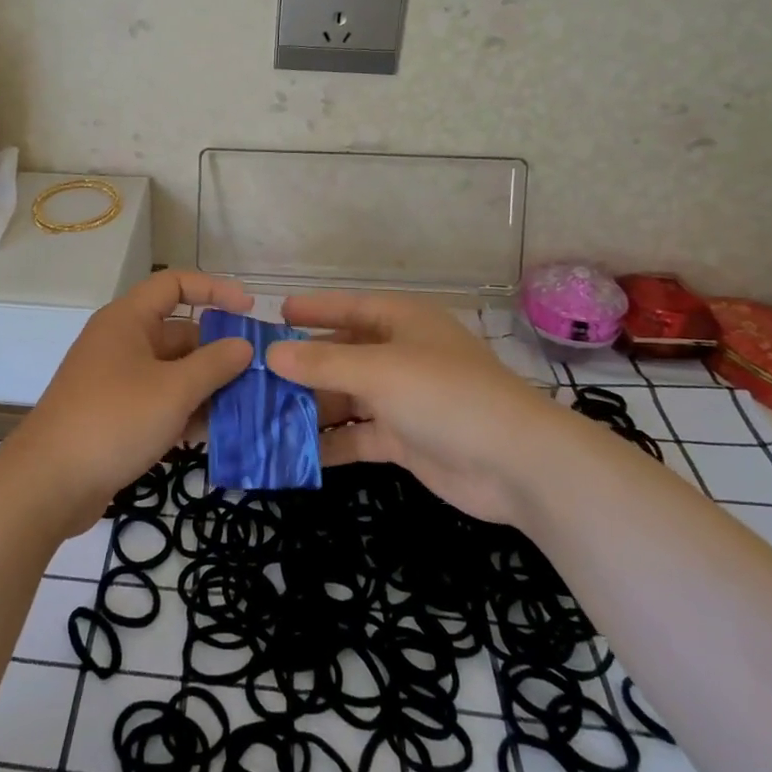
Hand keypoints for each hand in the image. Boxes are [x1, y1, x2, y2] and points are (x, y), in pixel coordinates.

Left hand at [7, 270, 254, 533]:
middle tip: (259, 374)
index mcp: (128, 320)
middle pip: (179, 333)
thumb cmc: (114, 420)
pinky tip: (213, 434)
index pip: (174, 285)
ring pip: (172, 371)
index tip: (250, 310)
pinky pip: (159, 400)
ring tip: (247, 408)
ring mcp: (116, 379)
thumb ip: (214, 364)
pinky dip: (185, 411)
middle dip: (218, 352)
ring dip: (206, 387)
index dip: (214, 289)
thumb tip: (244, 346)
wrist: (50, 482)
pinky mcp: (115, 414)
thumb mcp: (173, 390)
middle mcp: (121, 342)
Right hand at [266, 290, 577, 524]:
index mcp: (401, 322)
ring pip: (345, 396)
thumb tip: (271, 353)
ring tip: (261, 416)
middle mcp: (400, 354)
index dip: (312, 310)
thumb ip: (322, 364)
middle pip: (341, 354)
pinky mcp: (405, 439)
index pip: (348, 307)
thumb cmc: (446, 395)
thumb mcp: (379, 371)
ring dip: (310, 407)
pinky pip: (357, 434)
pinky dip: (330, 442)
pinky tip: (293, 452)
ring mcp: (403, 399)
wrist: (518, 464)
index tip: (273, 316)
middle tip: (253, 376)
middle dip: (301, 366)